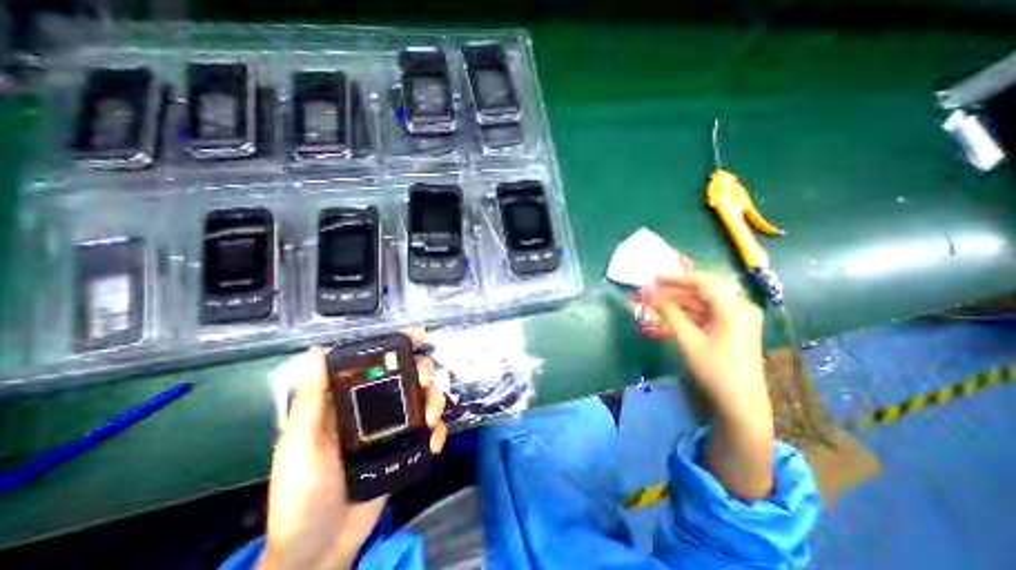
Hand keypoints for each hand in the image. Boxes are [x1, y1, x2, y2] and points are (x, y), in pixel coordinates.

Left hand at [259, 332, 446, 568]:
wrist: (321, 548)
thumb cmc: (303, 493)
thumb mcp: (301, 444)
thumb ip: (311, 399)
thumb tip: (315, 352)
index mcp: (350, 401)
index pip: (376, 363)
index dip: (398, 345)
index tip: (419, 335)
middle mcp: (376, 408)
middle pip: (409, 376)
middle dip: (423, 371)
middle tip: (426, 381)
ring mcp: (394, 428)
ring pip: (425, 399)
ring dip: (435, 401)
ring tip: (430, 419)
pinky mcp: (407, 448)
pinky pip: (431, 430)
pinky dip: (439, 431)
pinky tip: (433, 442)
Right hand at [638, 274, 764, 410]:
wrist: (740, 403)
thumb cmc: (714, 369)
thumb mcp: (687, 339)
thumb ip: (667, 312)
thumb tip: (646, 292)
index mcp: (734, 307)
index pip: (702, 282)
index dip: (675, 279)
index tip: (652, 279)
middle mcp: (740, 307)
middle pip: (702, 291)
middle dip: (674, 291)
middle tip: (650, 292)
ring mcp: (738, 318)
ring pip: (703, 302)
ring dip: (679, 303)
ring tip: (655, 304)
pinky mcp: (733, 327)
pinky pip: (707, 314)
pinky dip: (688, 314)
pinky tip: (669, 317)